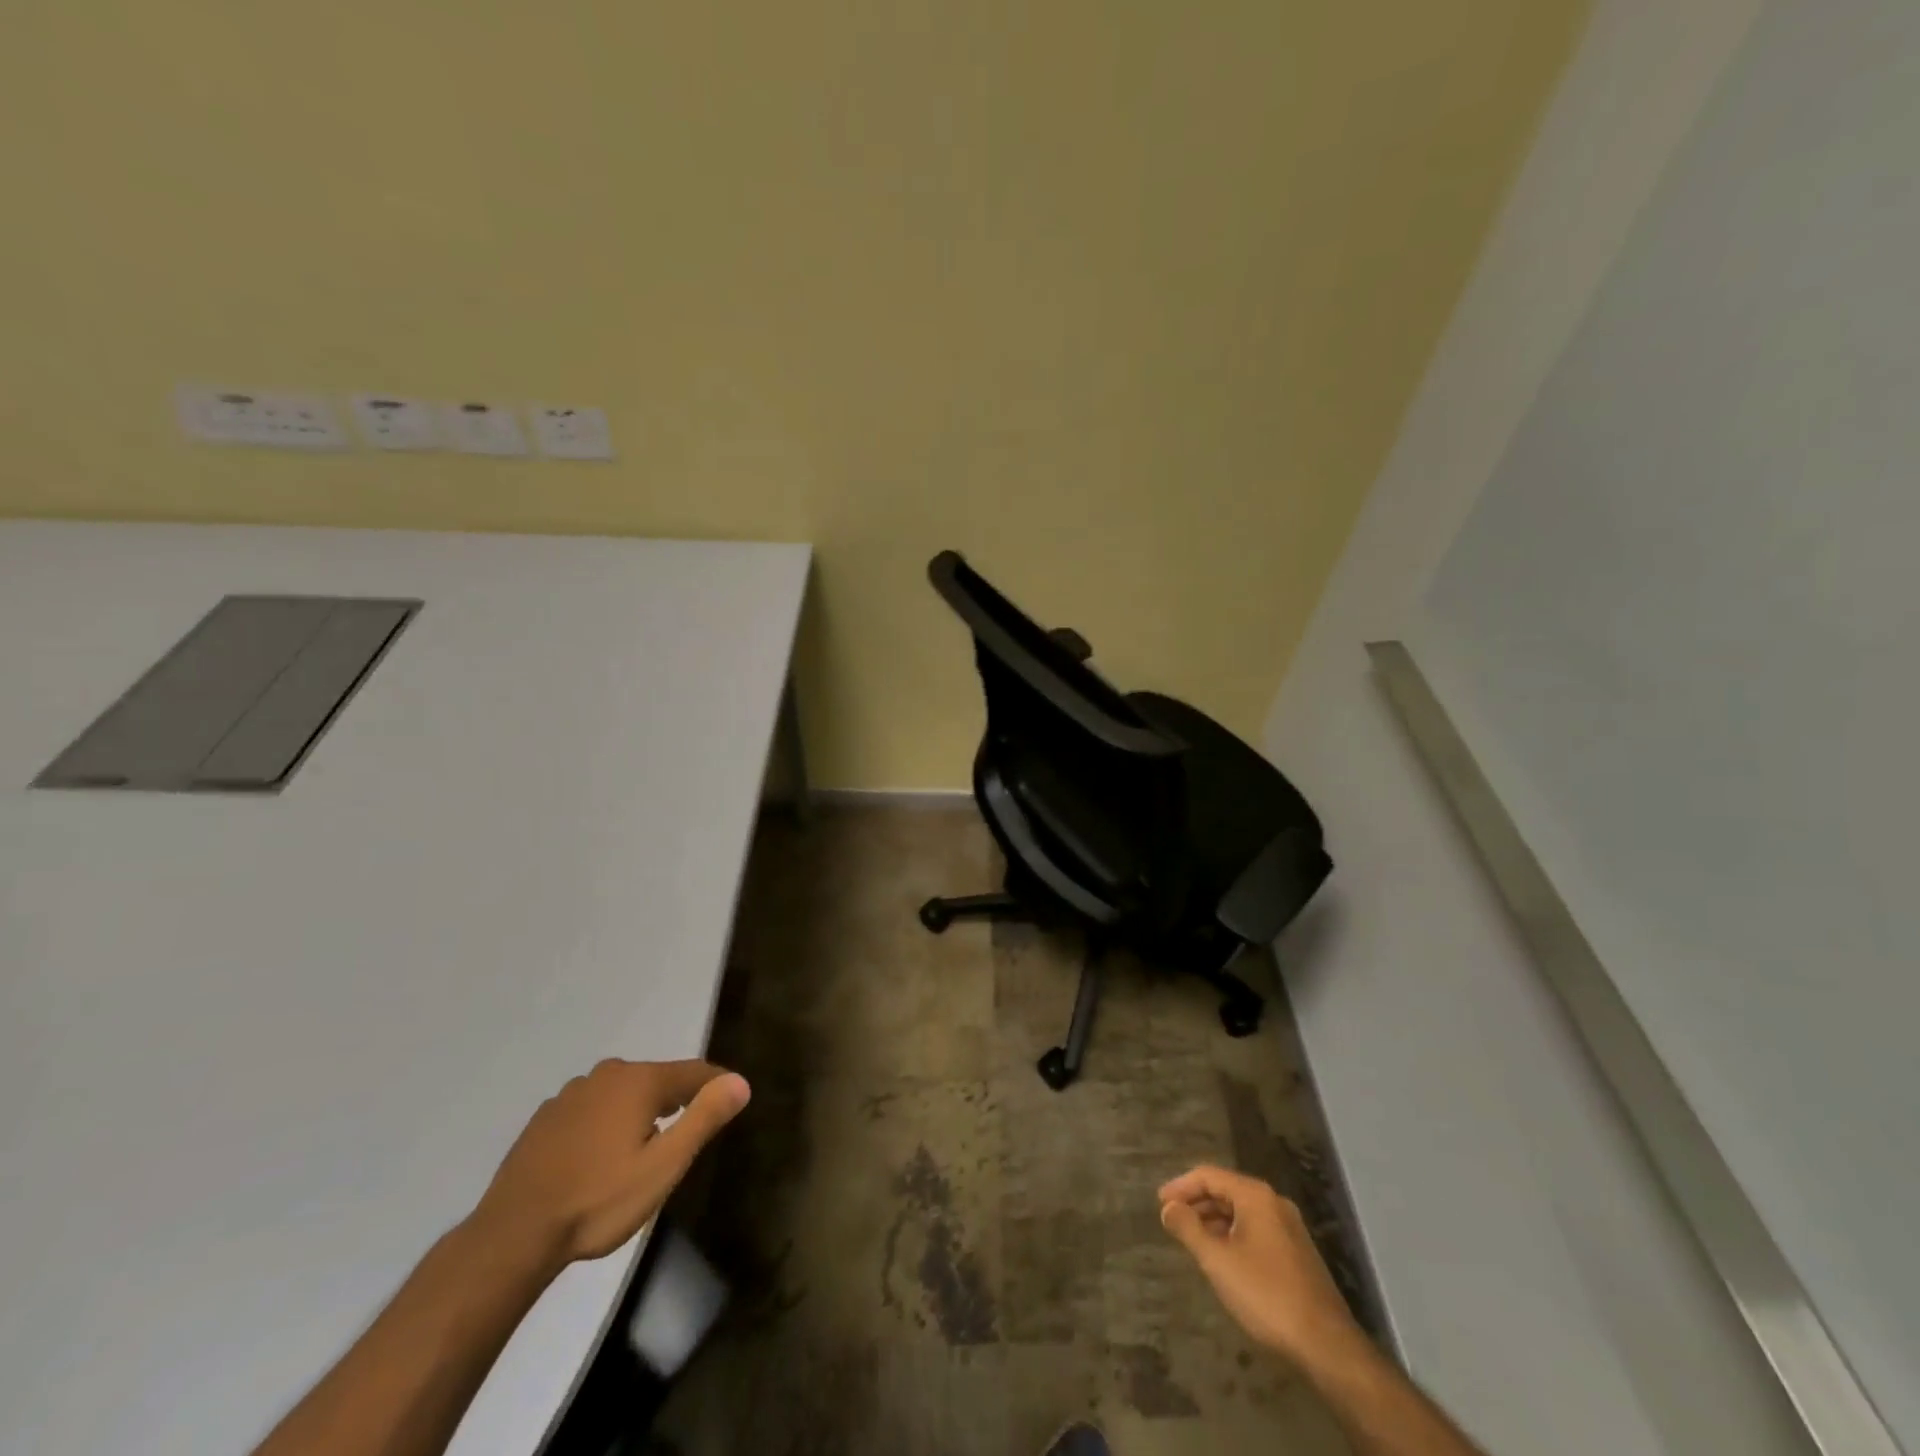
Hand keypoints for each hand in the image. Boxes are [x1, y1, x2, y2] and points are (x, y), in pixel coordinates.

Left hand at [469, 1059, 749, 1269]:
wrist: (512, 1236)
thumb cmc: (598, 1201)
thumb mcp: (663, 1166)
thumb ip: (704, 1118)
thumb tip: (739, 1082)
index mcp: (639, 1081)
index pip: (693, 1072)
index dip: (717, 1084)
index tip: (733, 1098)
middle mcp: (607, 1075)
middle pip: (656, 1080)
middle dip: (676, 1100)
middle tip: (687, 1131)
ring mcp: (571, 1094)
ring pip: (621, 1094)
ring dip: (638, 1112)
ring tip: (644, 1147)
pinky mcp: (545, 1119)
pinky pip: (591, 1109)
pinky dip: (605, 1123)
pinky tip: (600, 1156)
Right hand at [1159, 1164, 1364, 1371]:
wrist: (1326, 1345)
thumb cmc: (1265, 1294)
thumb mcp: (1218, 1260)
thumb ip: (1189, 1228)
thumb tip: (1169, 1207)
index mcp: (1256, 1196)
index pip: (1209, 1175)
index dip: (1181, 1186)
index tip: (1160, 1203)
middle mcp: (1274, 1203)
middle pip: (1226, 1190)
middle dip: (1197, 1203)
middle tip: (1172, 1220)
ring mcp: (1289, 1228)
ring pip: (1242, 1212)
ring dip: (1213, 1220)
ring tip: (1192, 1239)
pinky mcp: (1296, 1253)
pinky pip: (1255, 1230)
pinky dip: (1232, 1234)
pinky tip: (1223, 1257)